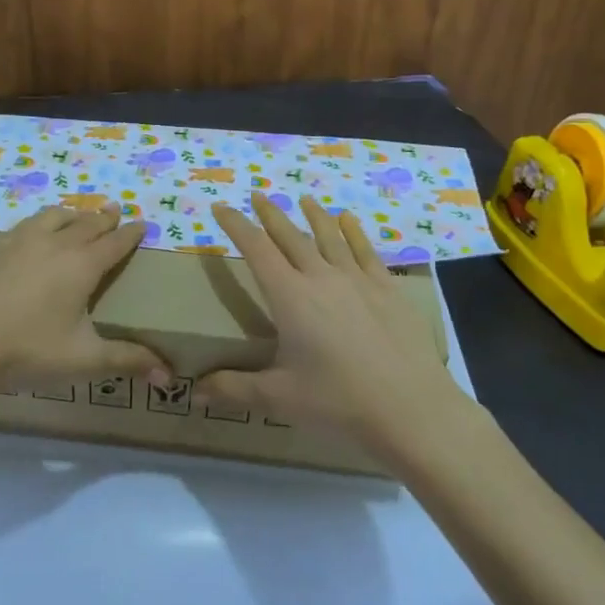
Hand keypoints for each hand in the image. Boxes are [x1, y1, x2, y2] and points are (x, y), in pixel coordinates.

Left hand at [0, 204, 167, 399]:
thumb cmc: (27, 350)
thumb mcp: (83, 359)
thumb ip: (127, 361)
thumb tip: (168, 376)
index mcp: (82, 265)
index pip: (115, 242)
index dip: (131, 233)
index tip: (142, 223)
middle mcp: (54, 243)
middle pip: (86, 223)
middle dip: (104, 217)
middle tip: (114, 210)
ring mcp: (19, 241)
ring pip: (53, 216)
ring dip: (71, 214)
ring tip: (76, 215)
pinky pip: (24, 225)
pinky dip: (39, 223)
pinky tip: (31, 234)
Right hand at [201, 193, 459, 451]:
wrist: (413, 409)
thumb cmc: (339, 402)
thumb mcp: (279, 398)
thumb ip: (233, 389)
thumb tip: (192, 392)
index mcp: (290, 297)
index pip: (256, 249)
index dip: (236, 225)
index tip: (221, 206)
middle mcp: (321, 277)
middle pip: (290, 236)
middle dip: (271, 214)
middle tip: (258, 195)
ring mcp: (358, 280)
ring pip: (329, 236)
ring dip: (313, 215)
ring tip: (304, 199)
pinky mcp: (388, 290)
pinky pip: (365, 251)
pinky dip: (353, 232)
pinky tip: (349, 221)